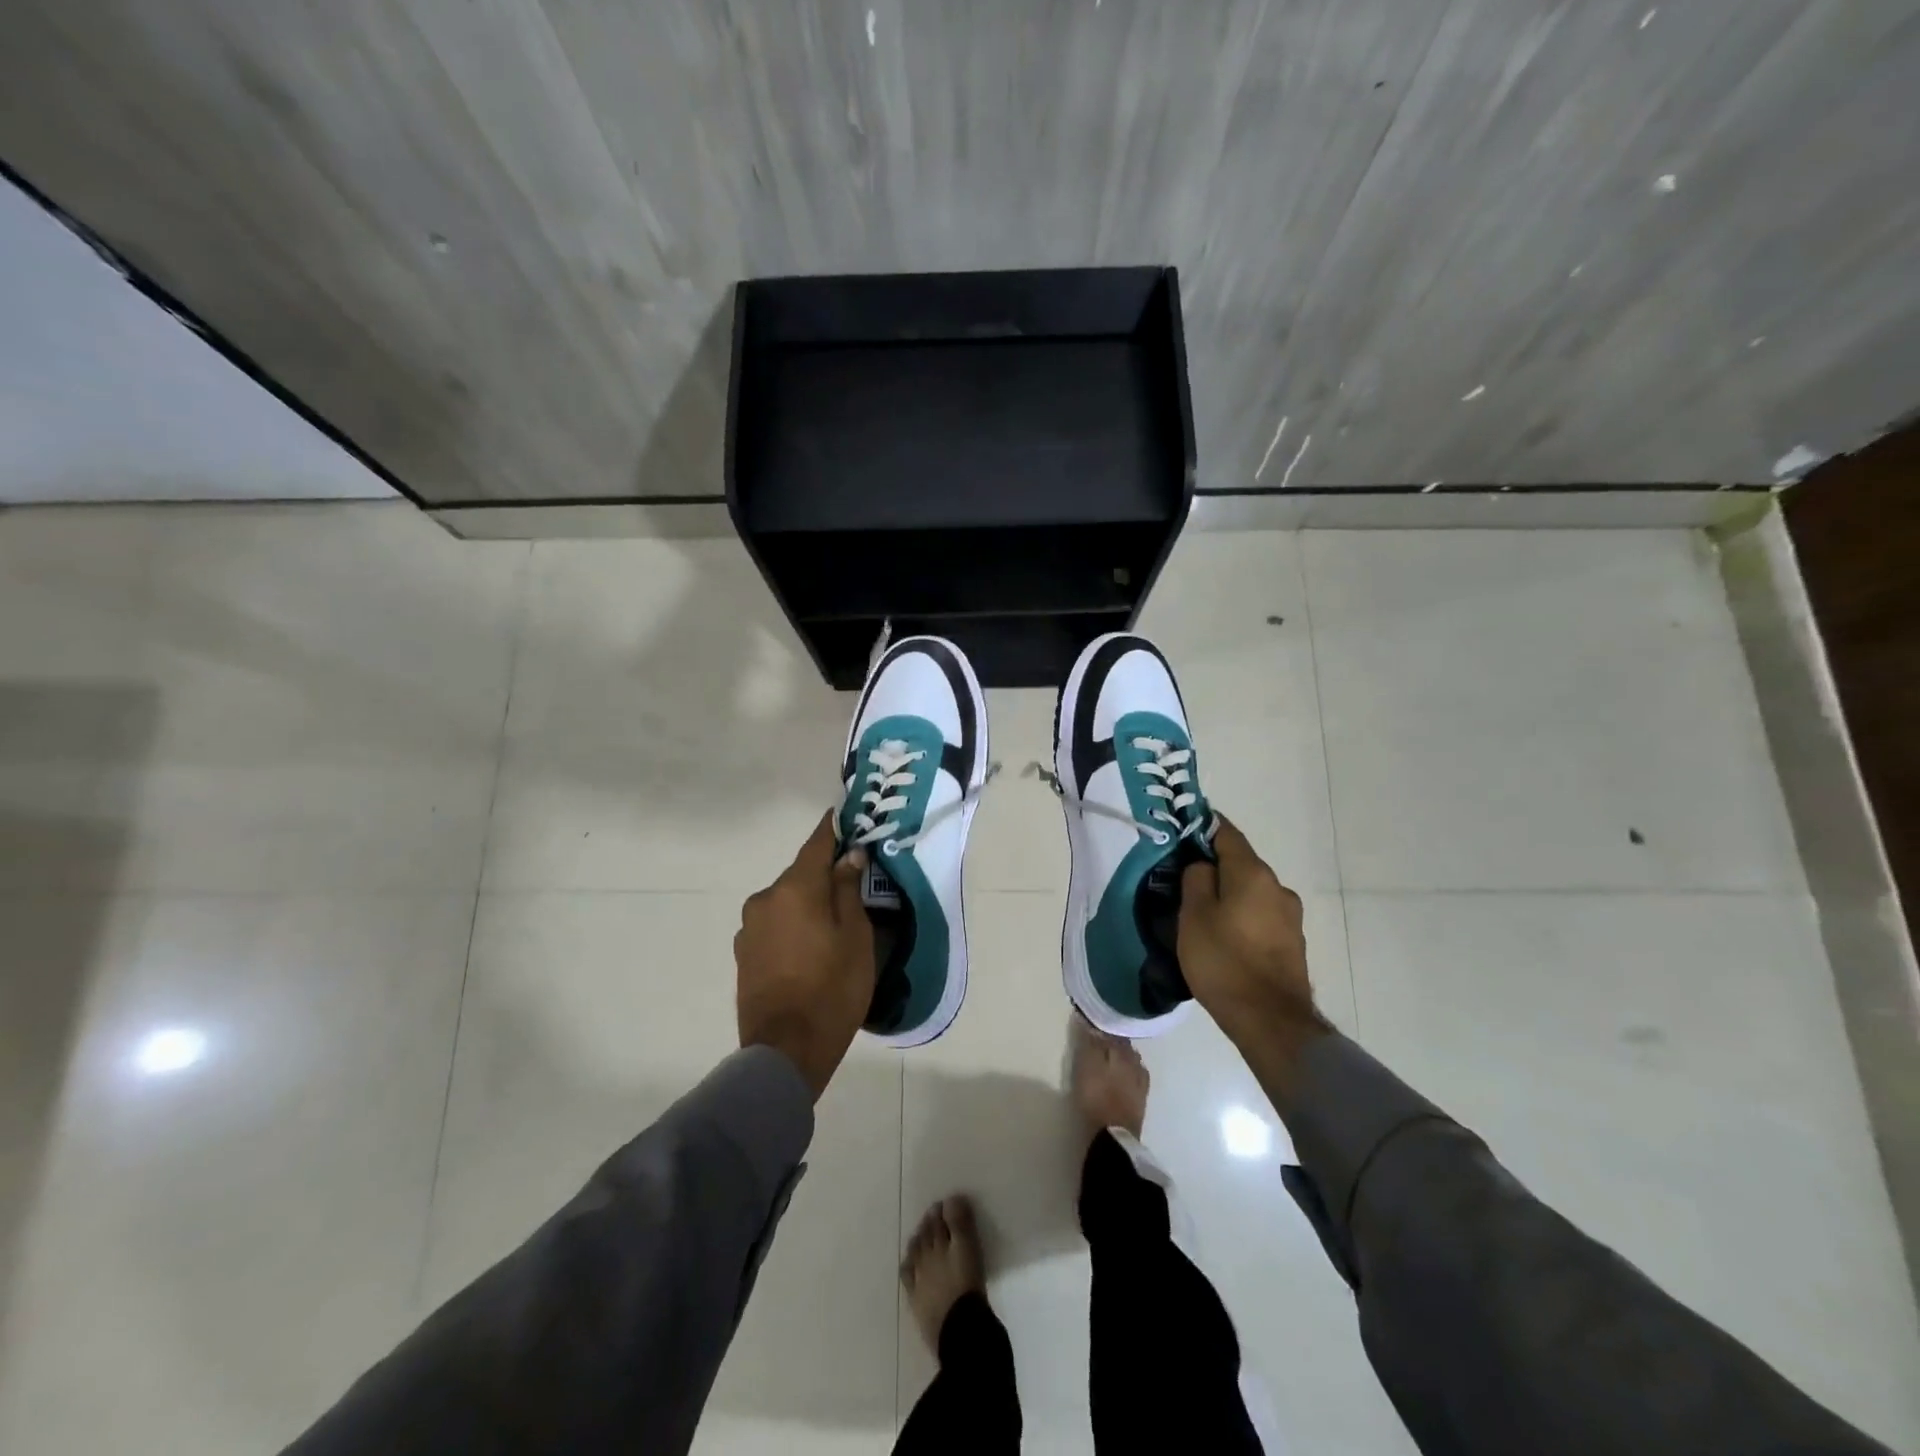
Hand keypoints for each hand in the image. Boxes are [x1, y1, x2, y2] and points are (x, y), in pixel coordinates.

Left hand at [735, 813, 876, 1100]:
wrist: (785, 1051)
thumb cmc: (832, 990)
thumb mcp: (855, 937)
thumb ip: (848, 890)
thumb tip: (848, 857)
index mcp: (795, 888)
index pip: (817, 843)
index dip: (835, 827)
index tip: (849, 814)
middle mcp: (765, 899)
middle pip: (801, 873)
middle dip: (825, 873)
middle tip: (854, 881)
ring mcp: (749, 927)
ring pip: (787, 900)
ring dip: (808, 902)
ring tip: (833, 922)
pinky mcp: (743, 953)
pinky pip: (775, 924)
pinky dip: (793, 924)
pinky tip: (810, 946)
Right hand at [1179, 816, 1328, 1052]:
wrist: (1270, 1020)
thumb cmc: (1224, 961)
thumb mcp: (1193, 916)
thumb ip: (1196, 880)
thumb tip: (1204, 866)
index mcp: (1253, 873)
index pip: (1226, 833)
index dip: (1203, 826)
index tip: (1181, 829)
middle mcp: (1277, 887)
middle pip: (1240, 864)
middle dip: (1213, 866)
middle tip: (1182, 879)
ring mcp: (1289, 916)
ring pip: (1250, 891)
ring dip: (1228, 894)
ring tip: (1201, 913)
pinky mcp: (1292, 942)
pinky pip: (1260, 915)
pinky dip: (1241, 916)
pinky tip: (1224, 936)